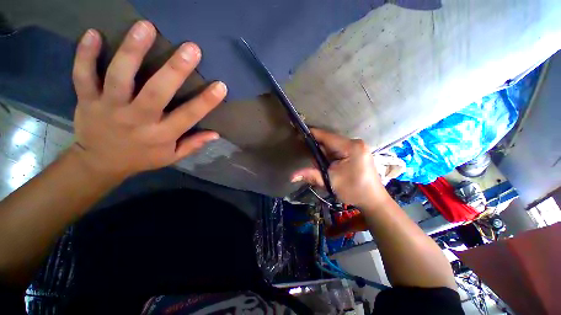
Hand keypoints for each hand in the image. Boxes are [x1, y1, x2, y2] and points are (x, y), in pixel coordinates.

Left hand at [71, 21, 225, 179]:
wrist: (100, 163)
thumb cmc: (142, 158)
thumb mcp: (171, 157)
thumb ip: (194, 144)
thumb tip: (216, 134)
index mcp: (160, 135)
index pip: (188, 116)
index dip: (206, 102)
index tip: (221, 86)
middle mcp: (137, 120)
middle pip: (155, 92)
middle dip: (174, 70)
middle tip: (192, 48)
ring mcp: (108, 108)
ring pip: (119, 77)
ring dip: (131, 51)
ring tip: (146, 27)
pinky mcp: (87, 100)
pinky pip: (83, 75)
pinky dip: (85, 55)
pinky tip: (93, 33)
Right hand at [291, 129, 386, 207]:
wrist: (374, 201)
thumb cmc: (353, 191)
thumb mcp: (330, 182)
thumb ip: (311, 175)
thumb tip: (292, 176)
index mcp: (350, 147)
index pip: (327, 136)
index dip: (312, 134)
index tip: (299, 133)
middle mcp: (355, 143)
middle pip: (330, 141)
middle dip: (318, 149)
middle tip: (311, 159)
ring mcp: (358, 147)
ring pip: (334, 146)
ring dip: (324, 154)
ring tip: (321, 166)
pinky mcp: (358, 152)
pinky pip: (339, 150)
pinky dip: (331, 156)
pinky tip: (328, 165)